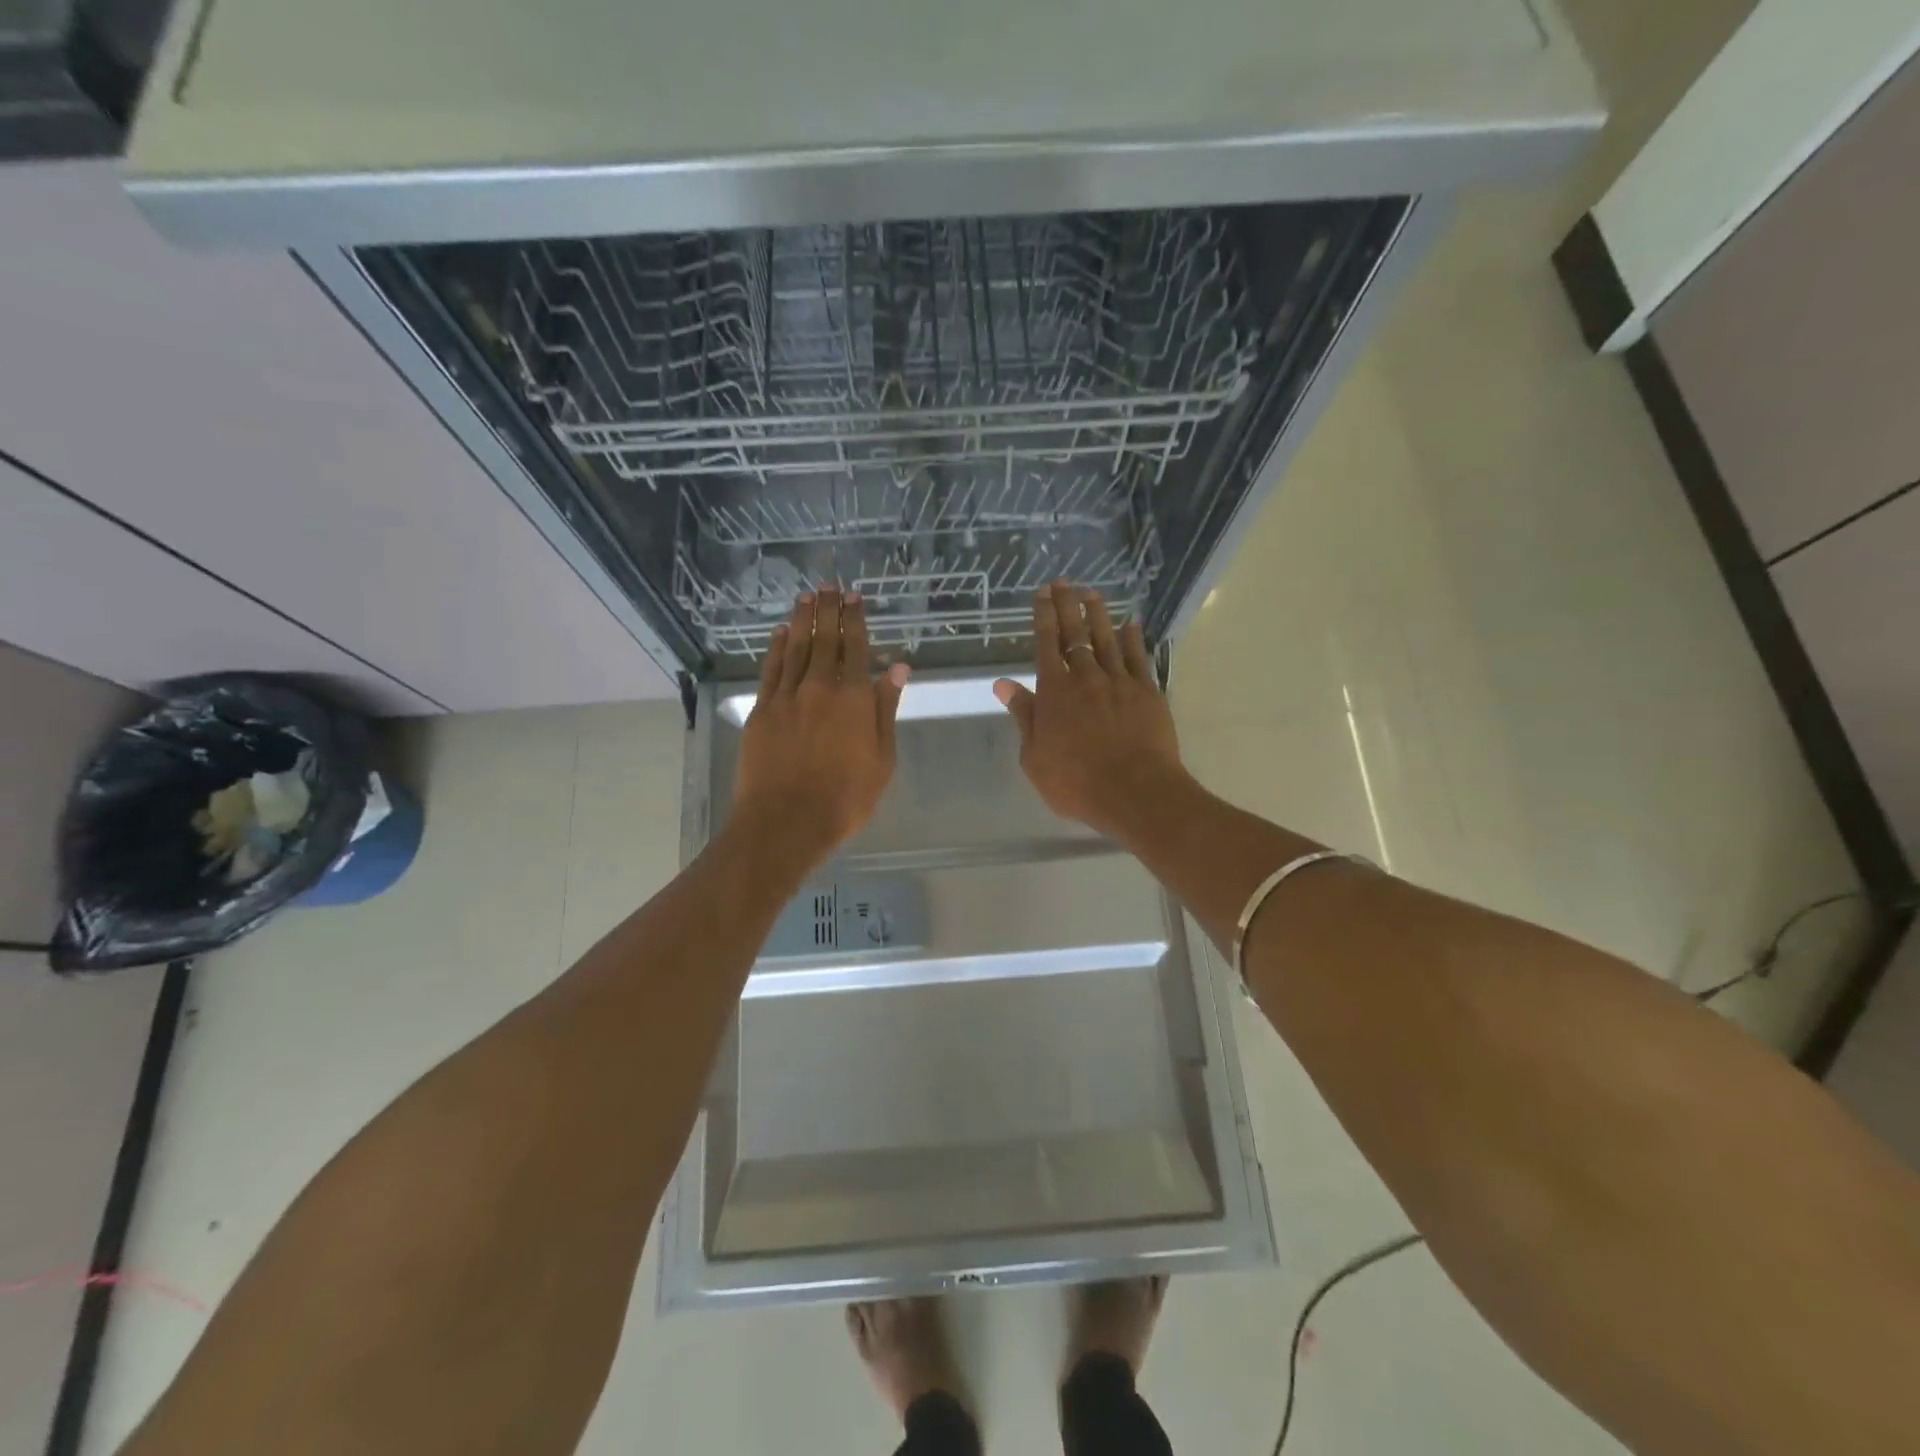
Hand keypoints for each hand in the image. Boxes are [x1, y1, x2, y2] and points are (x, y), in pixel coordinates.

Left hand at [735, 590, 909, 865]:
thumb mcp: (882, 760)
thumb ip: (886, 710)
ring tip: (808, 597)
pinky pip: (770, 669)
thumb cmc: (845, 798)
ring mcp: (787, 697)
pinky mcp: (762, 710)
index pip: (856, 648)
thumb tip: (896, 667)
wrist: (786, 821)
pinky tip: (781, 633)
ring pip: (796, 648)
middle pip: (825, 640)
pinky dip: (776, 647)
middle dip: (829, 610)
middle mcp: (820, 688)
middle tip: (830, 586)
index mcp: (854, 700)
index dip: (855, 620)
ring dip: (802, 620)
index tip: (855, 598)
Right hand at [994, 583, 1187, 841]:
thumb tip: (1003, 685)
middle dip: (1067, 606)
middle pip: (1075, 634)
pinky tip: (1130, 624)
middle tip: (1063, 582)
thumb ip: (1023, 716)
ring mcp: (1119, 682)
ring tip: (1092, 593)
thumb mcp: (1034, 757)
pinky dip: (1132, 638)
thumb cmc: (1076, 782)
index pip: (1046, 645)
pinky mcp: (1147, 692)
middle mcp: (1086, 678)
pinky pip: (1137, 657)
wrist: (1134, 792)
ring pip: (1106, 639)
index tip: (1041, 594)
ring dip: (1098, 614)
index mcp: (1054, 693)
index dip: (1043, 617)